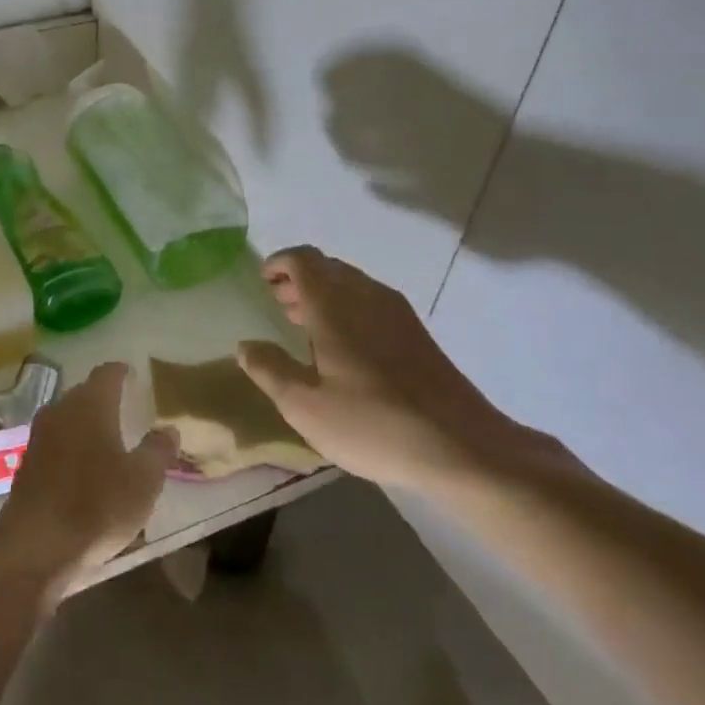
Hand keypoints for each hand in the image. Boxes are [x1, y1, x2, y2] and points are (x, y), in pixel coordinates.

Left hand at [0, 363, 176, 603]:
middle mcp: (60, 411)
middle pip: (84, 393)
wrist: (35, 547)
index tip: (133, 375)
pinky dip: (72, 447)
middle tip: (126, 408)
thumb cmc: (97, 505)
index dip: (122, 372)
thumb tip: (167, 429)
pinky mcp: (27, 466)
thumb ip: (158, 450)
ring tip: (107, 439)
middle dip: (104, 398)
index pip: (107, 373)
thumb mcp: (143, 480)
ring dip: (86, 424)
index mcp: (90, 404)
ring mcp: (39, 437)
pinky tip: (84, 469)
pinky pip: (56, 444)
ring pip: (67, 419)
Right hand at [236, 247, 525, 487]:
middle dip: (298, 278)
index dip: (279, 263)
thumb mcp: (305, 406)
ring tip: (302, 323)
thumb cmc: (372, 423)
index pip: (302, 259)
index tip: (262, 281)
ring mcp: (395, 311)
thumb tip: (244, 346)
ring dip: (323, 293)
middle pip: (327, 266)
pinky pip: (370, 301)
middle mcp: (365, 295)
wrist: (461, 445)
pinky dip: (347, 307)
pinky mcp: (416, 332)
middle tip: (277, 302)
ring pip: (351, 283)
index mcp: (333, 304)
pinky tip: (342, 345)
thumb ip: (269, 370)